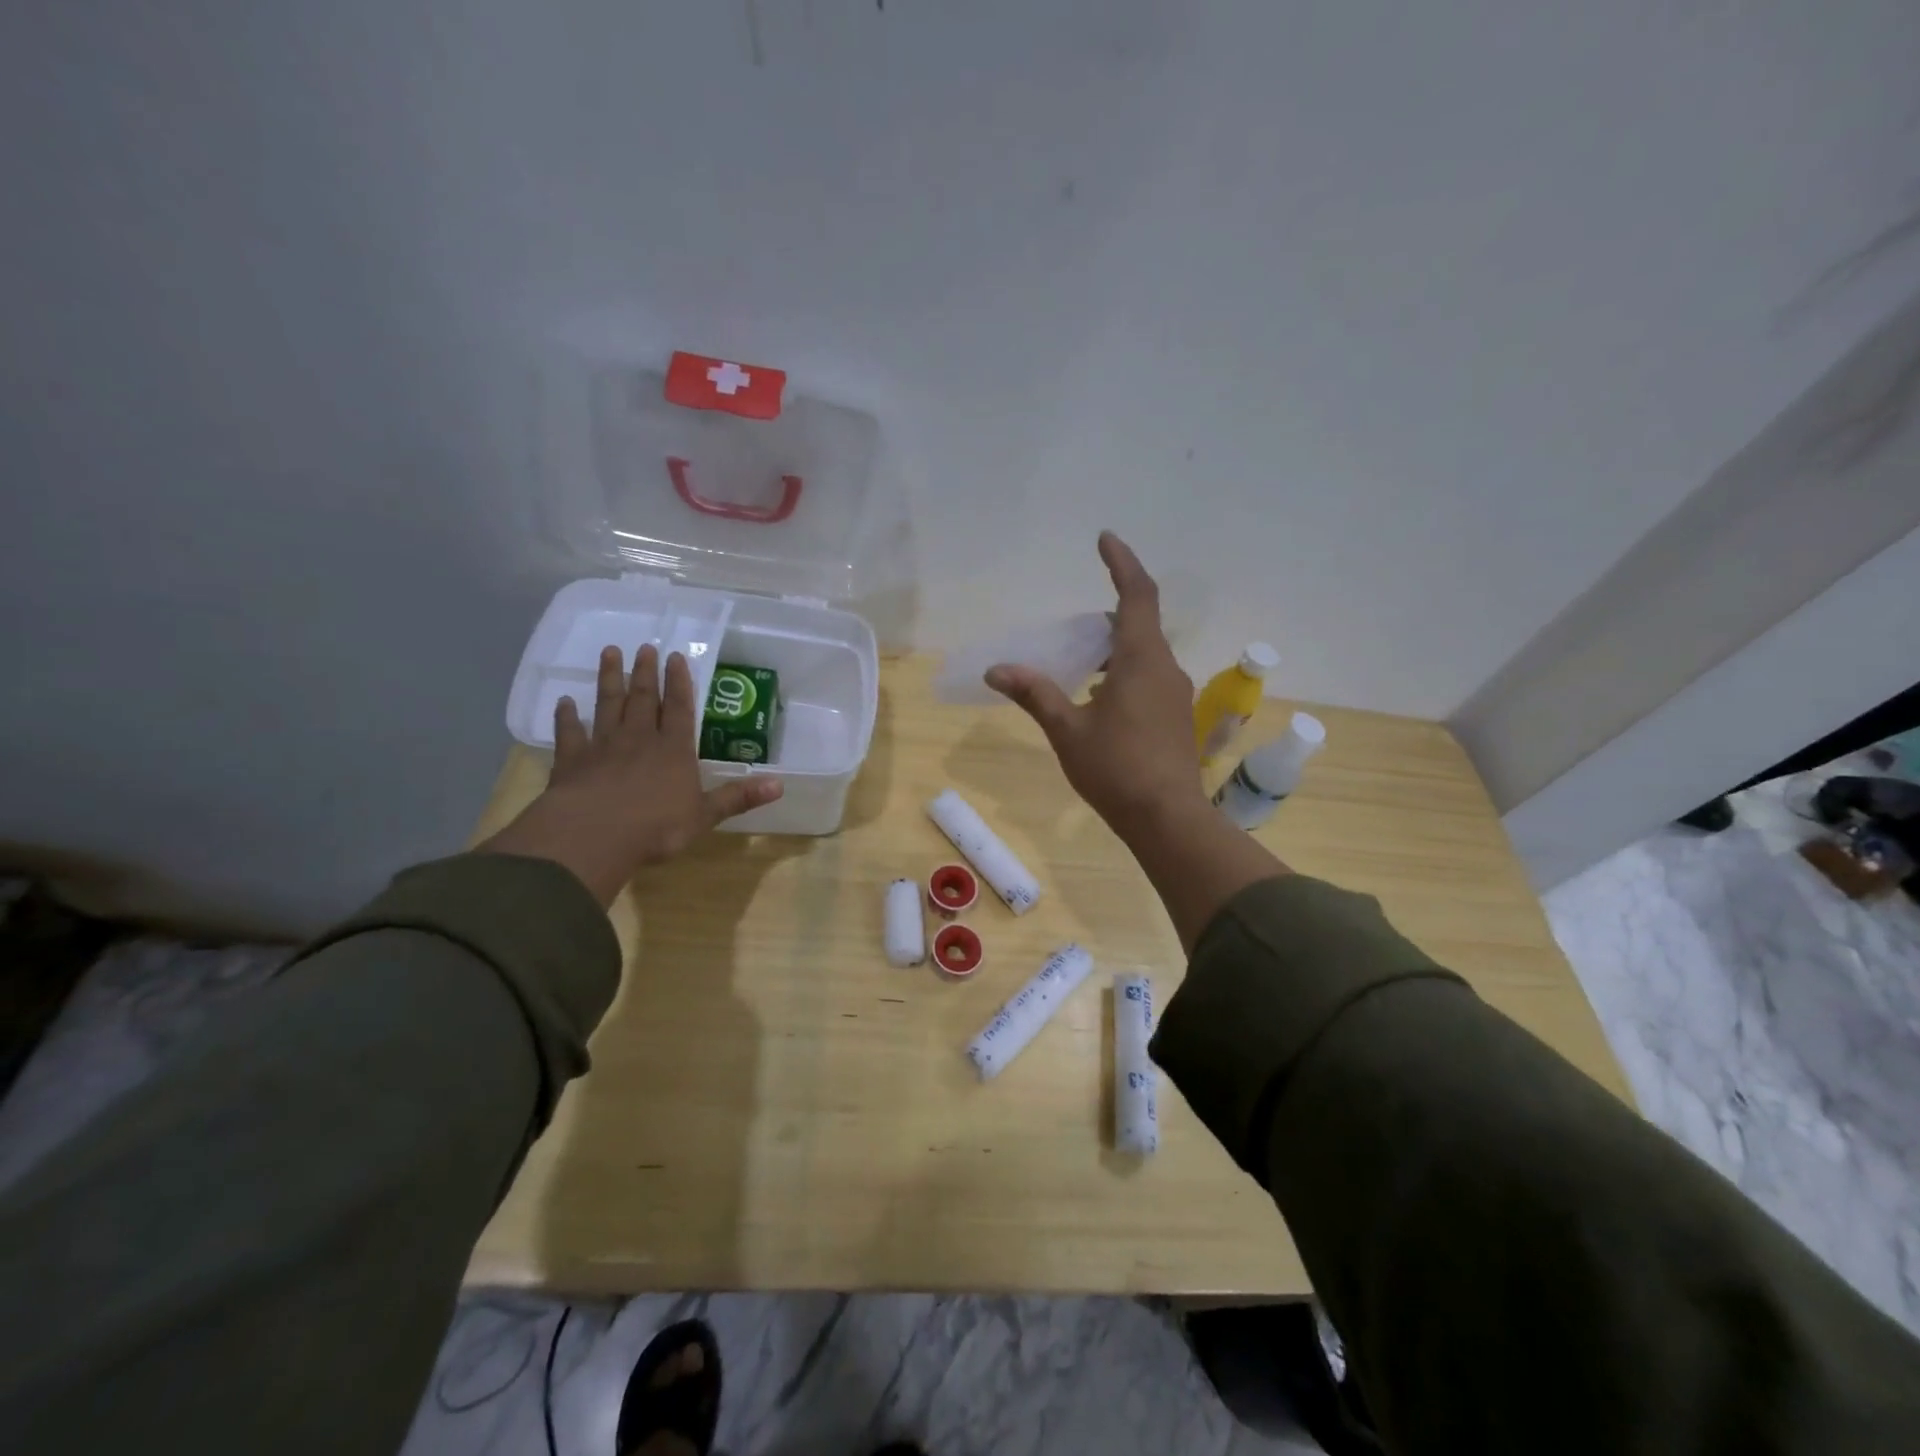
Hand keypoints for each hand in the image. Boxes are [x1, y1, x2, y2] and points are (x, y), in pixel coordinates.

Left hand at [478, 644, 783, 904]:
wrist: (594, 835)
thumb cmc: (656, 827)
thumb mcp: (705, 815)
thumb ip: (738, 797)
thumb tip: (780, 785)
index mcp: (674, 750)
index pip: (680, 709)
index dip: (679, 682)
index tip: (675, 656)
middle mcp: (639, 739)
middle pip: (644, 699)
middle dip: (646, 672)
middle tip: (644, 647)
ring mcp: (603, 747)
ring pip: (608, 705)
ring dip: (610, 679)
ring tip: (610, 653)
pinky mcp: (573, 761)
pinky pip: (570, 733)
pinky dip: (566, 716)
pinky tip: (565, 701)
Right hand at [986, 532, 1203, 833]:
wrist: (1167, 818)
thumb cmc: (1116, 768)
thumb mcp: (1067, 729)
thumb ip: (1035, 693)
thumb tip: (997, 669)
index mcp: (1141, 659)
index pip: (1136, 595)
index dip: (1121, 562)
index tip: (1104, 539)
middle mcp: (1165, 668)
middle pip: (1138, 624)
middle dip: (1106, 617)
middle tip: (1071, 629)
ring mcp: (1175, 694)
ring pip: (1144, 654)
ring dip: (1114, 649)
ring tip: (1079, 665)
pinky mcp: (1176, 717)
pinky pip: (1149, 677)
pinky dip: (1124, 673)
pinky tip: (1100, 700)